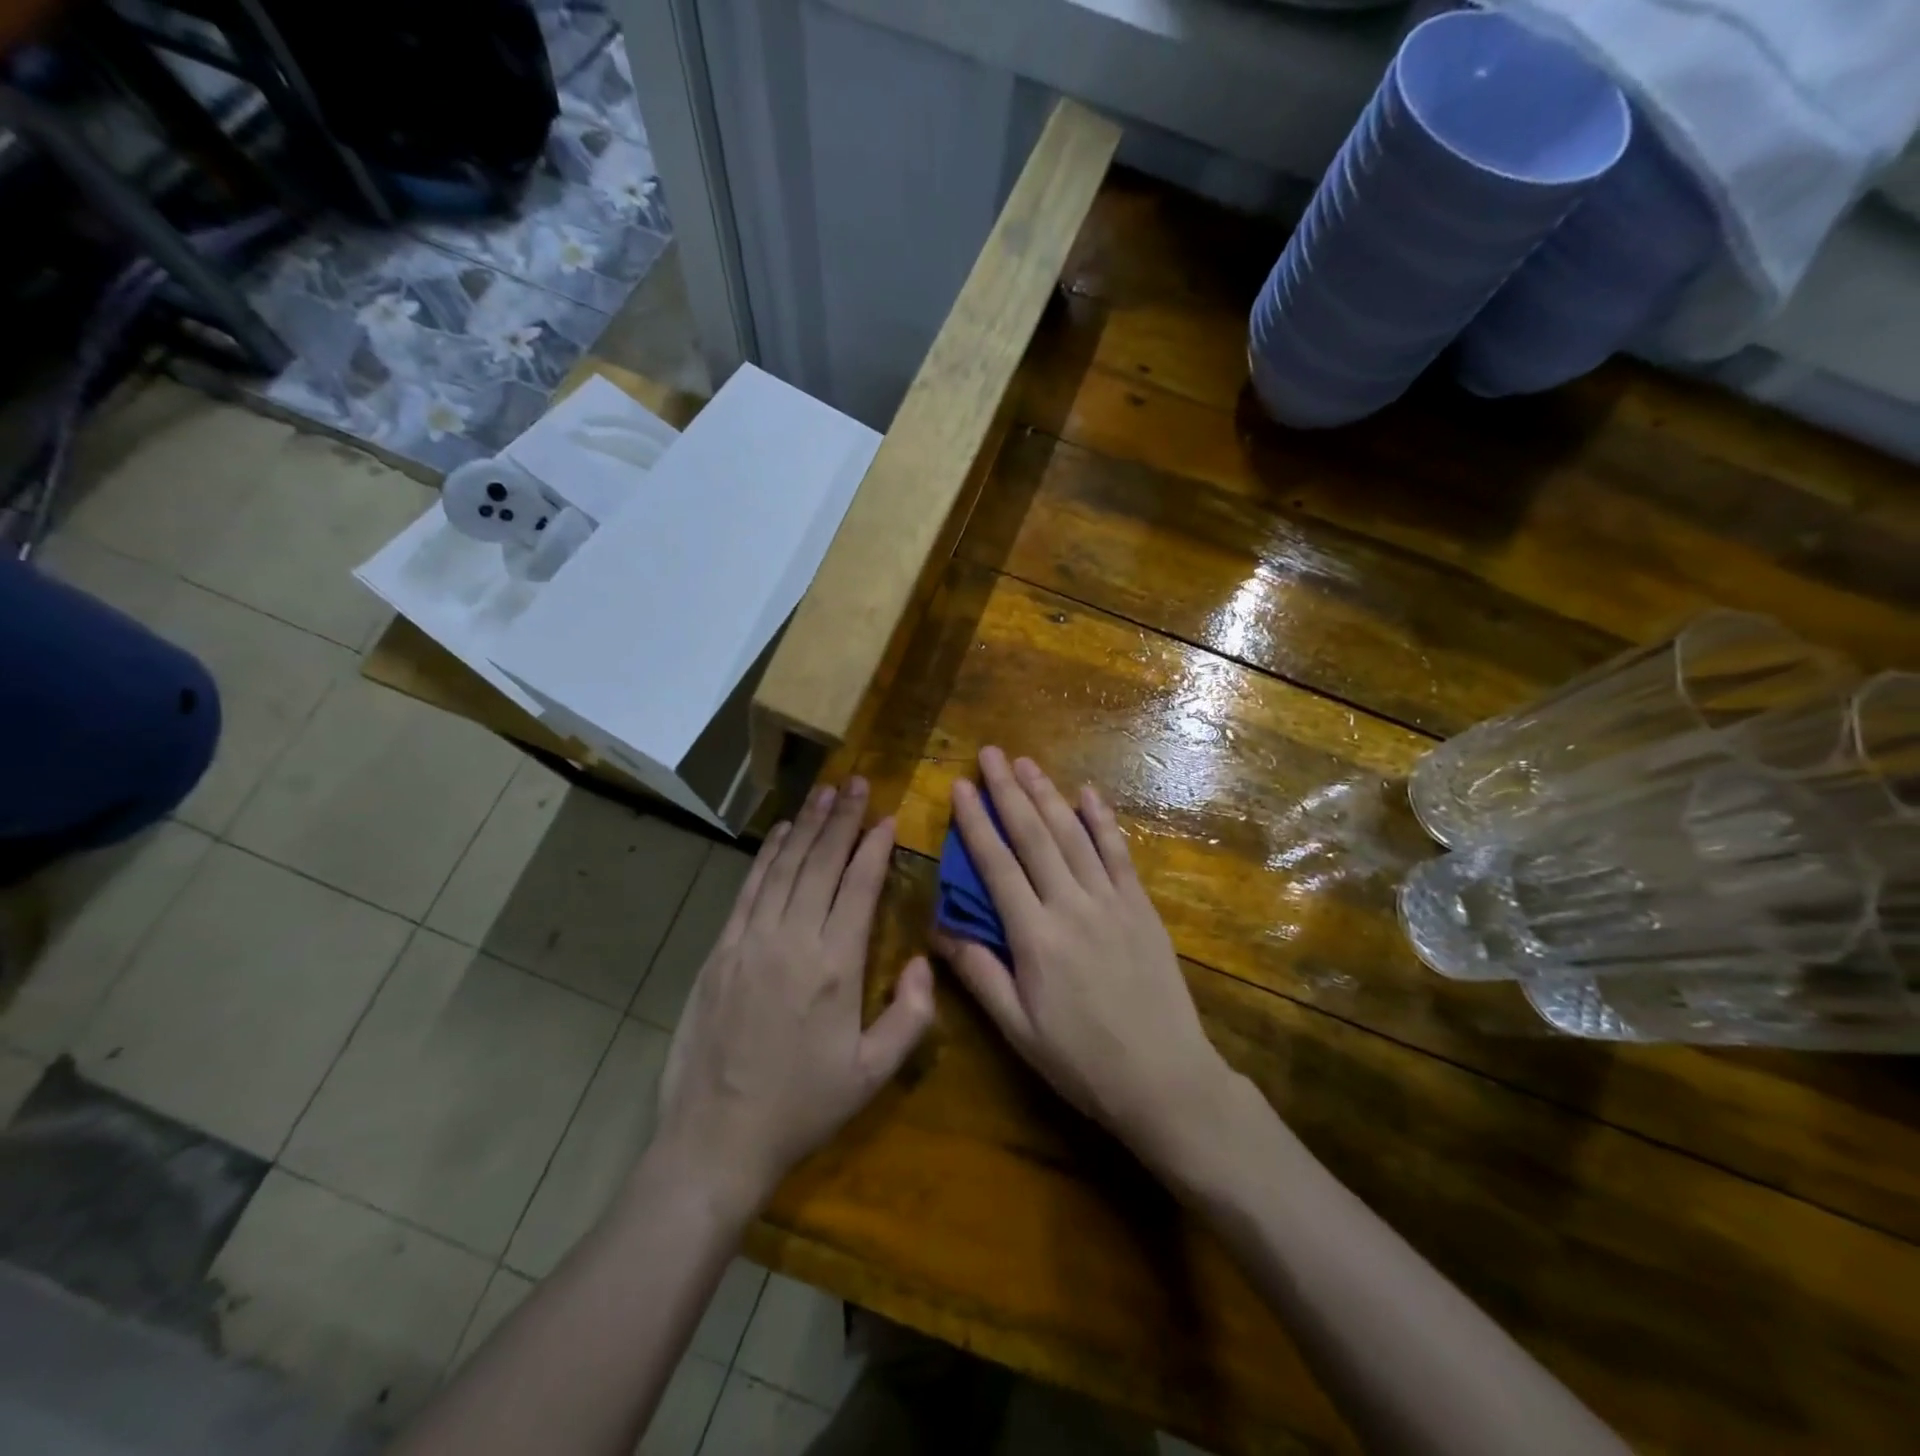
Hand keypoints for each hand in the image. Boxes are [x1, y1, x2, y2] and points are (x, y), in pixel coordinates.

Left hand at [656, 778, 934, 1214]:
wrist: (717, 1139)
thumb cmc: (803, 1107)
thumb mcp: (873, 1074)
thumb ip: (911, 1015)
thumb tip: (925, 962)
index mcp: (836, 966)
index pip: (859, 886)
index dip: (874, 846)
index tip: (887, 816)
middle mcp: (793, 940)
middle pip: (821, 863)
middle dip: (842, 819)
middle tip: (857, 782)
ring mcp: (751, 941)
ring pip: (784, 867)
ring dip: (807, 826)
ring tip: (825, 793)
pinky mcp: (721, 950)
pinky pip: (749, 889)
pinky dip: (766, 856)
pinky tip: (780, 833)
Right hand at [936, 747, 1236, 1175]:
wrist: (1165, 1079)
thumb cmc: (1082, 1061)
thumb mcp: (1018, 1029)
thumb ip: (979, 974)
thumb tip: (939, 929)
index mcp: (1035, 938)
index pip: (997, 867)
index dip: (976, 823)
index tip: (960, 787)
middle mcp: (1071, 907)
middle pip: (1034, 837)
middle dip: (1008, 791)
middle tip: (990, 754)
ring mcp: (1111, 902)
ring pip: (1074, 836)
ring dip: (1048, 795)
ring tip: (1026, 762)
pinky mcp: (1141, 908)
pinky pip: (1118, 854)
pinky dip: (1102, 820)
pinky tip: (1087, 793)